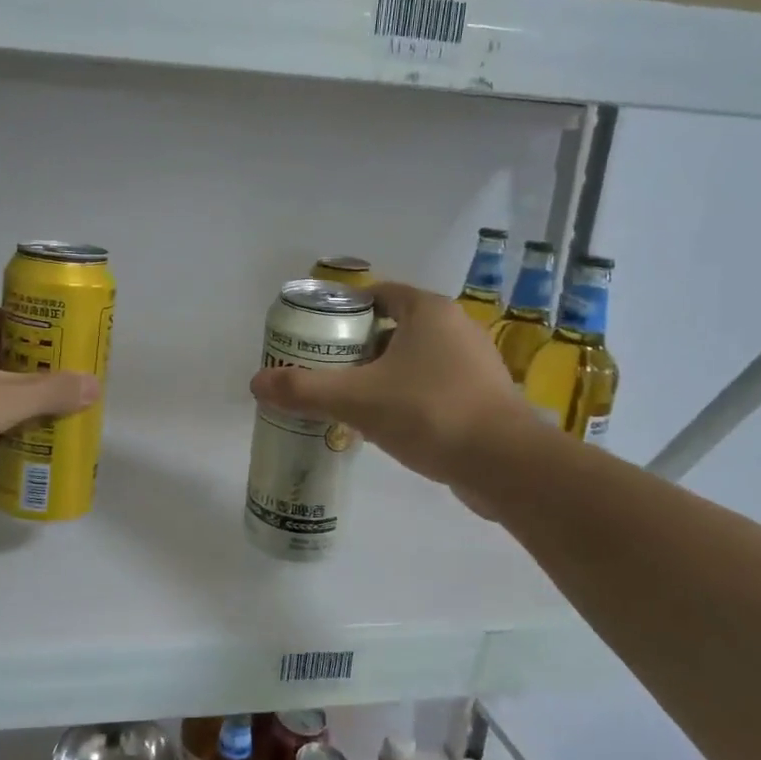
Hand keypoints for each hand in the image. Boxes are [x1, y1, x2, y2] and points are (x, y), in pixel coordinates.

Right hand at [248, 282, 536, 505]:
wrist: (504, 464)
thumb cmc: (429, 412)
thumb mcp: (357, 399)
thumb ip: (304, 390)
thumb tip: (256, 383)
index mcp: (428, 311)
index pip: (380, 294)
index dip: (345, 310)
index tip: (318, 334)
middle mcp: (456, 328)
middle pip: (394, 328)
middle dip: (358, 347)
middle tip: (325, 370)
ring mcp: (474, 364)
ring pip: (414, 360)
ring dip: (382, 375)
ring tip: (349, 399)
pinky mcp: (483, 398)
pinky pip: (433, 387)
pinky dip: (407, 397)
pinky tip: (386, 424)